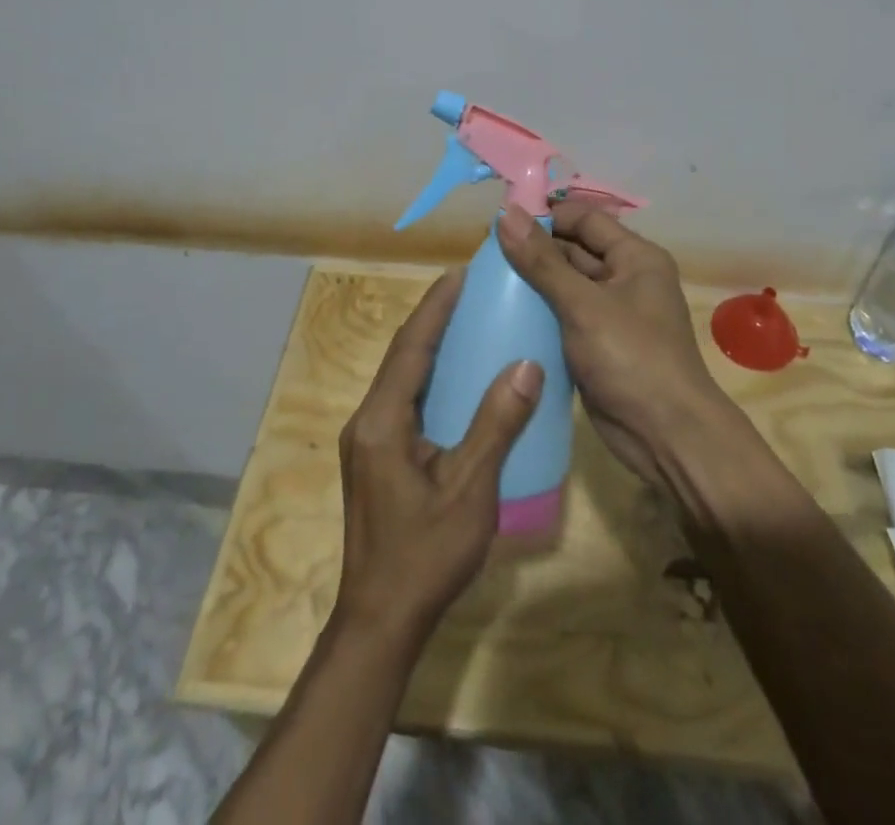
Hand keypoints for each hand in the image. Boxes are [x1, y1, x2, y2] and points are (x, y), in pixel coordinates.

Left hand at [334, 270, 543, 647]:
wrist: (380, 622)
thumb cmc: (425, 555)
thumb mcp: (470, 489)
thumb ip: (497, 425)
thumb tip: (527, 365)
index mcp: (382, 421)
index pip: (411, 347)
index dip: (435, 307)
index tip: (460, 273)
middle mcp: (367, 421)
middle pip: (402, 357)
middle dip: (432, 319)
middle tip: (469, 291)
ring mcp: (368, 441)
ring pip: (401, 379)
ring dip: (430, 348)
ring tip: (466, 323)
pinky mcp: (376, 459)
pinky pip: (404, 402)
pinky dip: (429, 379)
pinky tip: (456, 383)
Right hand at [497, 200, 734, 489]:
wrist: (666, 436)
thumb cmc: (631, 358)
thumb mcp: (583, 304)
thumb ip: (542, 261)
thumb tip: (507, 214)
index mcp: (635, 257)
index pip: (585, 220)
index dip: (546, 217)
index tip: (500, 223)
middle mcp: (626, 278)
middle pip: (574, 251)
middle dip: (534, 251)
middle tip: (485, 256)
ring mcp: (612, 314)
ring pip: (566, 285)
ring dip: (533, 283)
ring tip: (486, 282)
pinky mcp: (597, 345)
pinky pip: (564, 317)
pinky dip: (539, 314)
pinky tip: (504, 315)